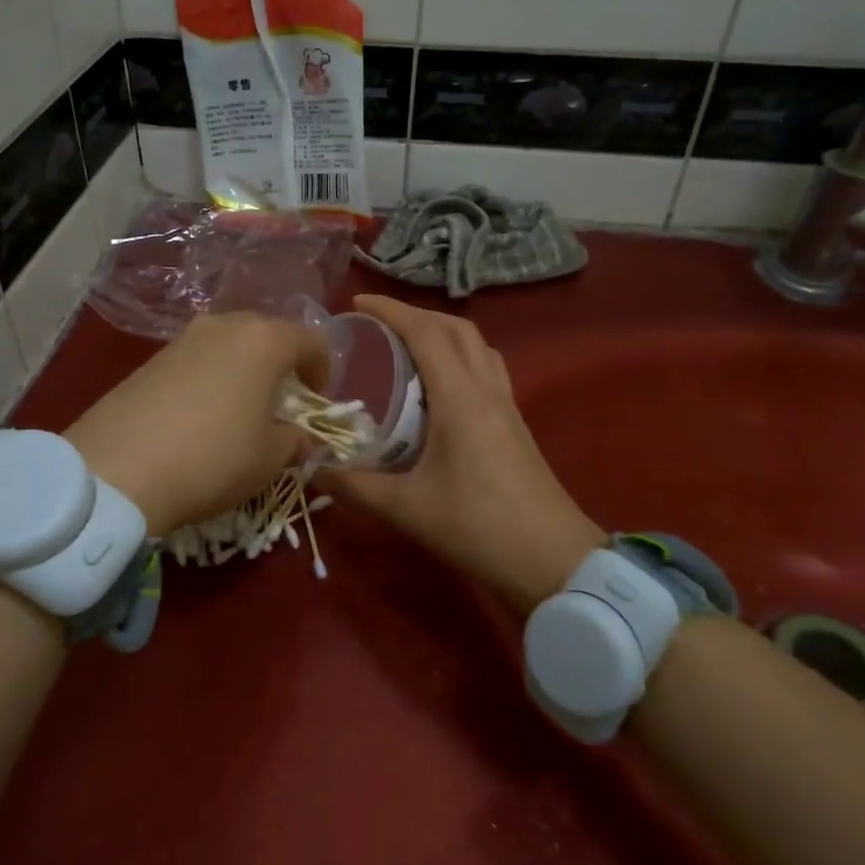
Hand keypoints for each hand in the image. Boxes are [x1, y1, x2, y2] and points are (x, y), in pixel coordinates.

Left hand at [65, 312, 328, 535]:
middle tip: (281, 405)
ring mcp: (183, 338)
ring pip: (230, 345)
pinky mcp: (151, 358)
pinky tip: (201, 416)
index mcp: (264, 341)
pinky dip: (211, 378)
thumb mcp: (269, 459)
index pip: (311, 341)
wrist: (117, 470)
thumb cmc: (212, 459)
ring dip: (244, 371)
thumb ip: (296, 440)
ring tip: (239, 411)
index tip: (316, 404)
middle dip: (282, 366)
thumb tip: (301, 436)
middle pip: (268, 335)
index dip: (323, 372)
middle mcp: (224, 326)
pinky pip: (198, 359)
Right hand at [321, 294, 604, 613]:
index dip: (391, 310)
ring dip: (444, 334)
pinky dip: (460, 359)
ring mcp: (507, 406)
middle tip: (379, 326)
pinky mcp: (516, 425)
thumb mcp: (406, 508)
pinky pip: (487, 370)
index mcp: (460, 398)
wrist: (552, 560)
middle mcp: (487, 390)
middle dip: (417, 315)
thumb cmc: (477, 527)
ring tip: (408, 348)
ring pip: (478, 347)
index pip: (426, 333)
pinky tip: (439, 388)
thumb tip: (312, 468)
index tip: (357, 303)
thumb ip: (355, 485)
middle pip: (457, 329)